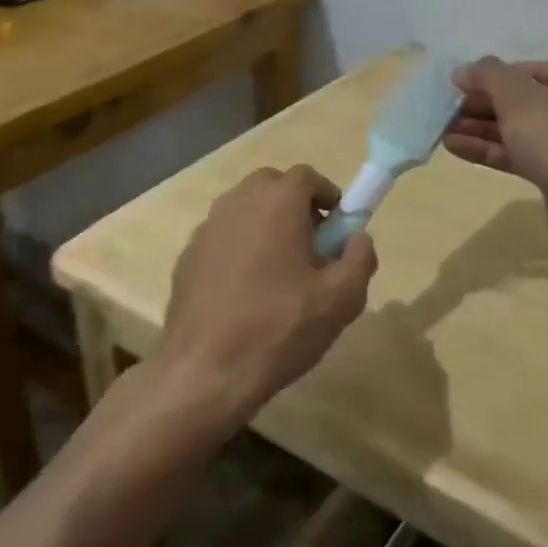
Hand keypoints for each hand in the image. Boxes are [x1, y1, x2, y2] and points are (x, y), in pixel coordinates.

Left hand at [157, 166, 376, 422]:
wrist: (205, 370)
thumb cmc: (280, 328)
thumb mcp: (341, 299)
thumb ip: (360, 258)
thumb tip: (357, 238)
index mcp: (276, 202)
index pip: (307, 176)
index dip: (327, 196)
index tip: (337, 229)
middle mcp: (237, 202)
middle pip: (272, 186)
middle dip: (295, 206)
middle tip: (311, 246)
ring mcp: (206, 228)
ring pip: (244, 210)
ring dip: (265, 226)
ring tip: (279, 272)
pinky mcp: (187, 256)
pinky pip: (223, 237)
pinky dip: (239, 248)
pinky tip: (246, 291)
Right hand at [445, 57, 547, 240]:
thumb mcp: (518, 96)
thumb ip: (488, 76)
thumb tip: (463, 70)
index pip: (528, 70)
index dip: (490, 77)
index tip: (457, 86)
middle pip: (523, 101)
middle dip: (482, 106)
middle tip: (446, 111)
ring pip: (519, 130)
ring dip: (481, 129)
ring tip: (442, 130)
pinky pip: (520, 155)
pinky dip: (490, 150)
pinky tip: (454, 147)